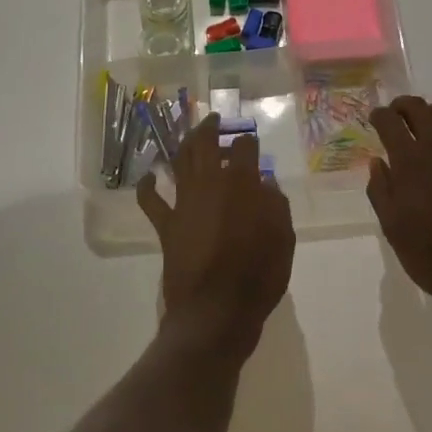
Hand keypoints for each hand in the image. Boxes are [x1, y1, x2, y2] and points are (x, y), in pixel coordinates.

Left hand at [137, 114, 294, 357]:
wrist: (216, 312)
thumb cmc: (258, 275)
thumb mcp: (284, 238)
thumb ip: (276, 205)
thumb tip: (265, 185)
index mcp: (241, 183)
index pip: (244, 147)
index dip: (248, 141)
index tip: (251, 143)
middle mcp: (209, 183)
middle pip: (205, 143)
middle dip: (210, 127)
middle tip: (215, 119)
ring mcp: (184, 202)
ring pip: (179, 160)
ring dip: (184, 144)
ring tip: (191, 137)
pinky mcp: (166, 225)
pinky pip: (150, 200)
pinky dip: (147, 185)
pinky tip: (149, 176)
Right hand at [368, 96, 431, 325]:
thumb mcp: (393, 228)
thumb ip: (380, 190)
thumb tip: (377, 161)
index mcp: (409, 161)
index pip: (389, 121)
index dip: (378, 115)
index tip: (374, 120)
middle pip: (417, 107)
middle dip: (401, 107)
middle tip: (395, 117)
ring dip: (428, 115)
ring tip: (422, 129)